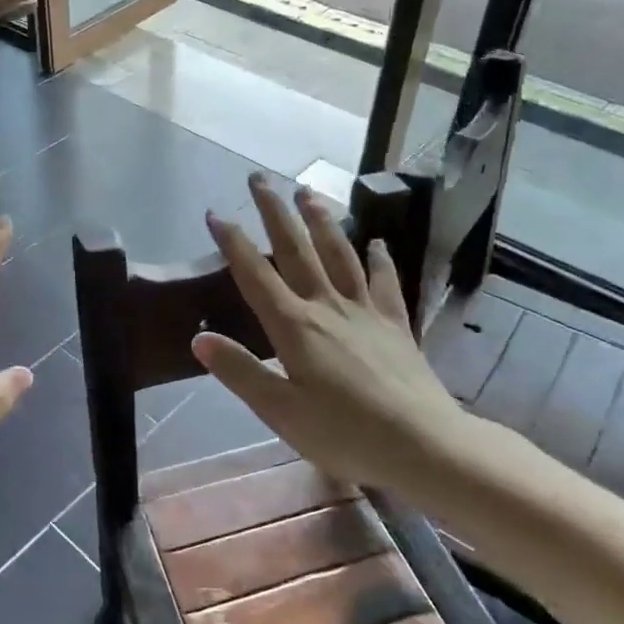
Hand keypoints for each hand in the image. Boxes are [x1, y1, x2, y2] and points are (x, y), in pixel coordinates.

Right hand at [192, 176, 466, 495]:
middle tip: (259, 179)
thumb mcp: (280, 412)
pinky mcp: (395, 323)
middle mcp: (327, 306)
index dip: (233, 242)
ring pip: (339, 253)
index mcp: (294, 327)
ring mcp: (364, 311)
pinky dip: (379, 259)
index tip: (214, 213)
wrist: (424, 444)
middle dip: (274, 212)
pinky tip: (377, 242)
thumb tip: (199, 338)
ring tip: (307, 192)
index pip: (255, 275)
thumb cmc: (345, 434)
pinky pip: (384, 281)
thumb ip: (240, 372)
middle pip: (296, 249)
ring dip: (320, 220)